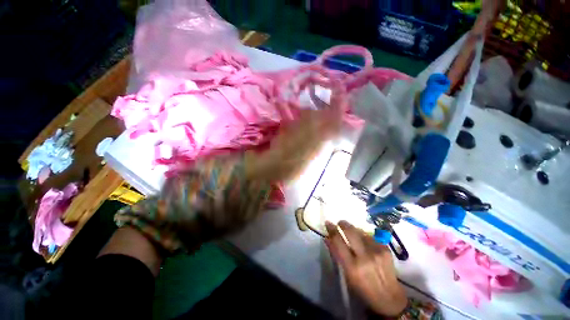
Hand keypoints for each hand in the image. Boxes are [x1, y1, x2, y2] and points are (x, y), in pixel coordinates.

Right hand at [325, 221, 407, 316]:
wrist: (390, 299)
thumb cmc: (363, 290)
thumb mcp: (347, 275)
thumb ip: (336, 255)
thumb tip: (327, 238)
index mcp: (352, 267)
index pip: (338, 241)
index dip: (331, 229)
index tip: (328, 223)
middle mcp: (364, 257)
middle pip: (350, 231)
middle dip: (343, 224)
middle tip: (339, 223)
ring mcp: (376, 252)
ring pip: (360, 231)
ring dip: (354, 230)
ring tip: (352, 233)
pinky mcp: (385, 249)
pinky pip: (370, 236)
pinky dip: (364, 236)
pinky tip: (364, 241)